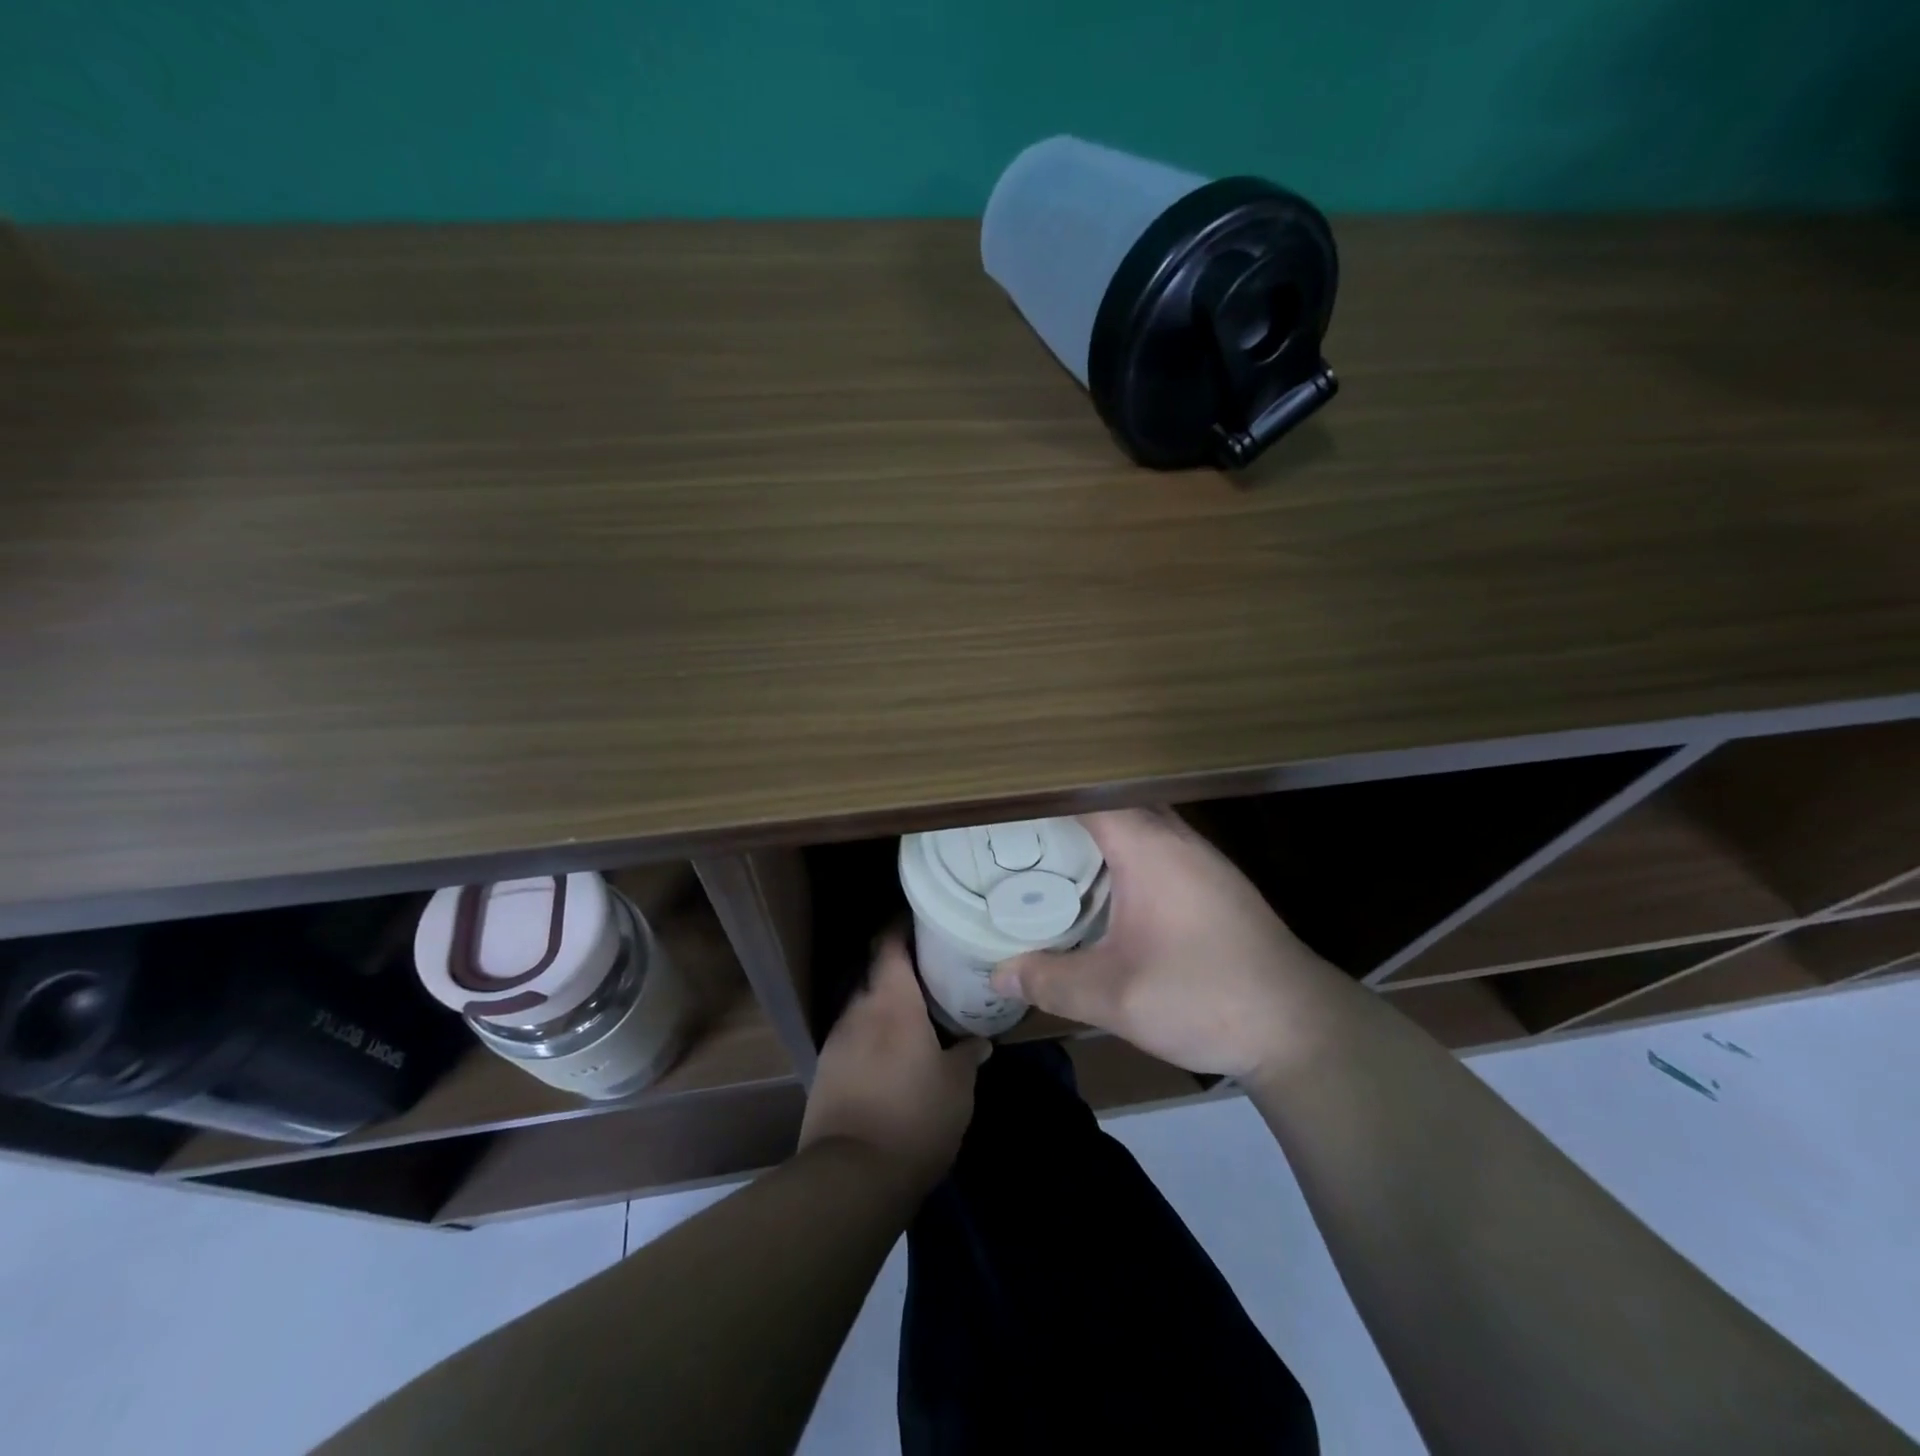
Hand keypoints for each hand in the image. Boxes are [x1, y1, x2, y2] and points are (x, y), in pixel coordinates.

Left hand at [799, 932, 989, 1195]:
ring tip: (917, 1017)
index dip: (903, 926)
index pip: (890, 943)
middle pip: (877, 974)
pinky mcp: (825, 1071)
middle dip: (902, 972)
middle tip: (933, 974)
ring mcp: (837, 1040)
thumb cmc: (915, 1117)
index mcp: (892, 1001)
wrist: (851, 1176)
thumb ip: (968, 1054)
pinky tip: (892, 1057)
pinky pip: (854, 1039)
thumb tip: (979, 1040)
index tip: (924, 921)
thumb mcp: (957, 1086)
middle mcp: (858, 1010)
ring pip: (865, 1008)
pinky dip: (873, 1037)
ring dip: (887, 1007)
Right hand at [990, 809, 1337, 1079]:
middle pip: (1111, 801)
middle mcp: (1175, 838)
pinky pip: (1157, 845)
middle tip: (1017, 829)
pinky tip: (1106, 887)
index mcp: (1148, 847)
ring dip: (1097, 830)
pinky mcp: (1214, 882)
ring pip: (1138, 822)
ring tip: (1050, 851)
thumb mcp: (1115, 997)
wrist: (1300, 1027)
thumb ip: (1050, 981)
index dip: (1043, 792)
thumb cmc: (1205, 998)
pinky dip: (1123, 850)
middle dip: (1065, 810)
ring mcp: (1200, 858)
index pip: (1086, 793)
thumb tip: (998, 975)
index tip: (1004, 802)